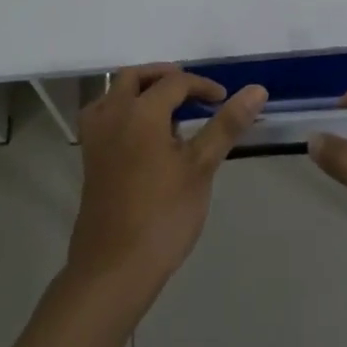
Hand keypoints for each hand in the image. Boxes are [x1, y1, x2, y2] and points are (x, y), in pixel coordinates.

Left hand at [68, 65, 267, 298]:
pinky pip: (104, 115)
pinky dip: (122, 110)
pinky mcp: (89, 158)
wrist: (113, 269)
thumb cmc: (162, 216)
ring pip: (115, 93)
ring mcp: (95, 136)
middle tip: (192, 93)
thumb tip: (257, 90)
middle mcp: (113, 113)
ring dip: (140, 90)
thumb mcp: (201, 168)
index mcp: (142, 111)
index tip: (223, 101)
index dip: (202, 87)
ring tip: (168, 110)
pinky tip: (141, 134)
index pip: (176, 82)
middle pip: (136, 77)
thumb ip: (226, 125)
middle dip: (166, 77)